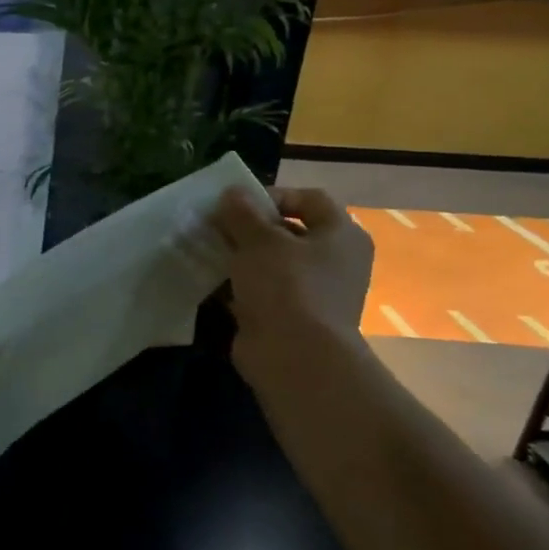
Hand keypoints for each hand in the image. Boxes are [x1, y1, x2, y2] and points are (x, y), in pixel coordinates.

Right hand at [212, 185, 373, 388]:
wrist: (294, 356)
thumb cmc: (286, 286)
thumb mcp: (259, 240)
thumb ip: (242, 213)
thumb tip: (231, 193)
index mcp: (341, 235)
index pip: (310, 199)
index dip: (273, 195)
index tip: (237, 204)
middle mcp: (334, 261)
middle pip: (288, 232)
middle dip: (249, 228)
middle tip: (216, 227)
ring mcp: (312, 293)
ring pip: (270, 264)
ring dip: (239, 258)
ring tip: (207, 252)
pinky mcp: (289, 318)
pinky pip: (259, 292)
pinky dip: (236, 287)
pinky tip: (209, 282)